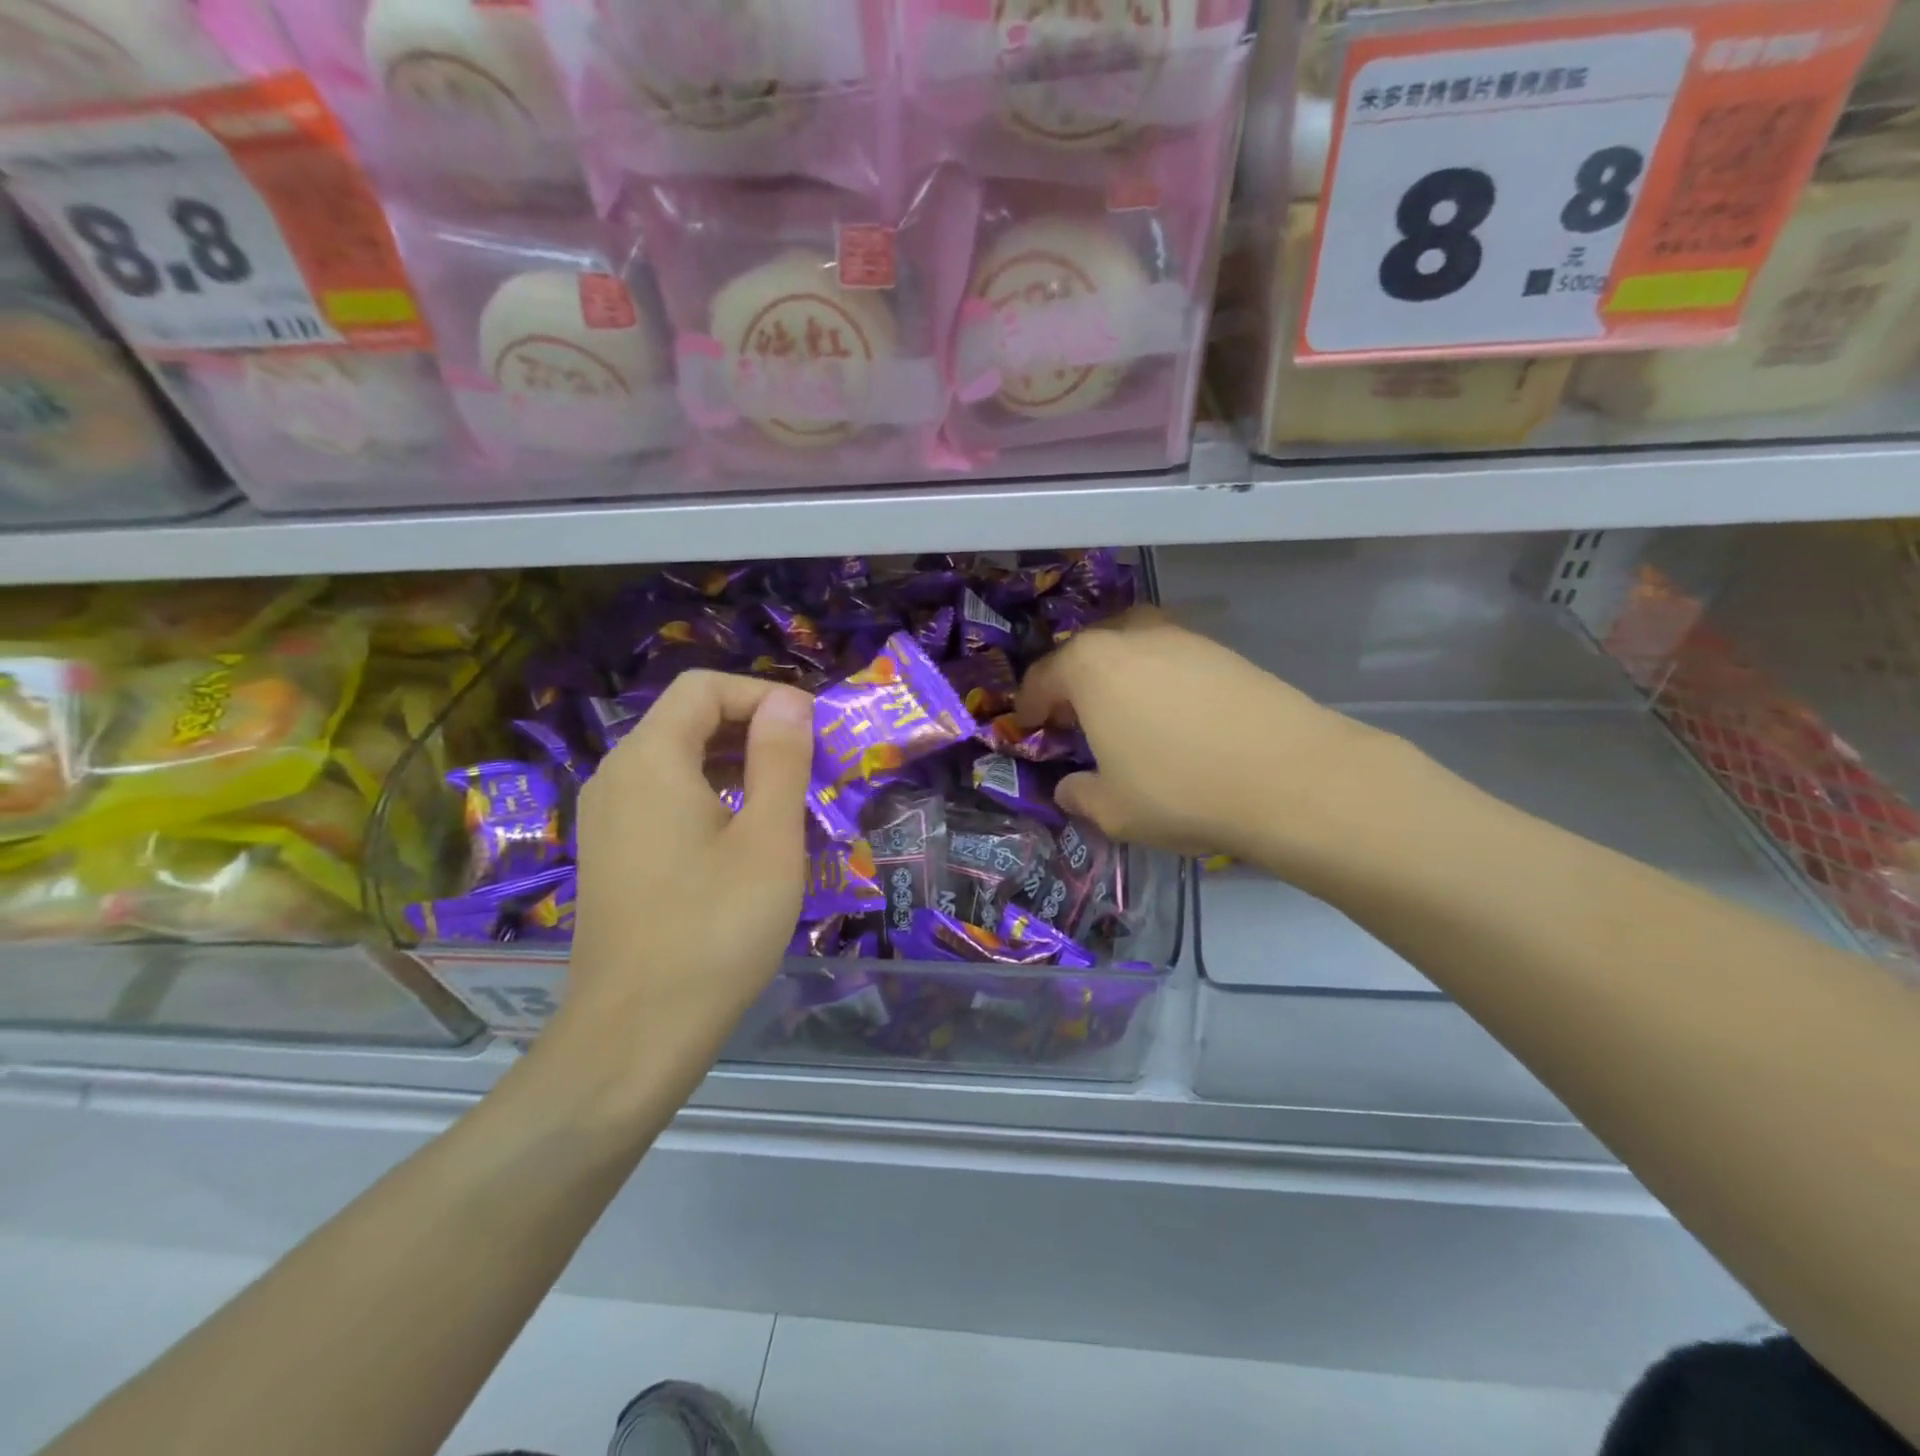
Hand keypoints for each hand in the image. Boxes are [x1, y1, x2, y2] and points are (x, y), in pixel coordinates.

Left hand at [557, 671, 815, 1071]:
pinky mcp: (611, 852)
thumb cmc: (715, 930)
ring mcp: (607, 816)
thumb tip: (788, 702)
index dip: (764, 694)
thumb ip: (780, 759)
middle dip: (754, 727)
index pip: (705, 688)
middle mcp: (617, 775)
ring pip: (677, 759)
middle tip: (811, 763)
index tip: (813, 730)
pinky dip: (710, 794)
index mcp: (651, 759)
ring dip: (736, 762)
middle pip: (687, 718)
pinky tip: (745, 833)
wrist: (636, 1035)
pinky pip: (663, 796)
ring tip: (788, 796)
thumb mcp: (768, 839)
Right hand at [1016, 608, 1391, 864]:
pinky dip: (1160, 680)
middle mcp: (1131, 637)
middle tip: (1077, 719)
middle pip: (1086, 651)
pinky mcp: (1223, 651)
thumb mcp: (1111, 810)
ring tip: (1126, 716)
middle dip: (1073, 682)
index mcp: (1090, 666)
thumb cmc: (1178, 790)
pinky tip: (1174, 718)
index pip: (1041, 678)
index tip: (1029, 728)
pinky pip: (1172, 659)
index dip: (1029, 707)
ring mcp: (1182, 638)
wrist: (1288, 777)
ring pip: (1132, 647)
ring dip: (1119, 676)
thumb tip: (1069, 789)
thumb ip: (1078, 795)